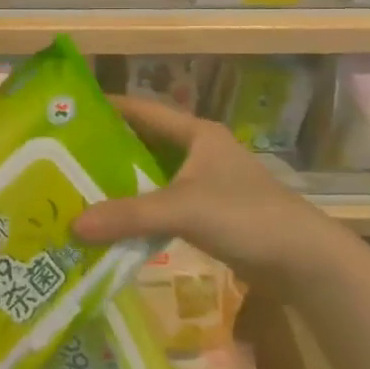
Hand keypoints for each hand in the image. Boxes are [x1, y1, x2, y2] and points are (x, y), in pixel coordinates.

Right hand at [72, 95, 345, 279]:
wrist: (304, 260)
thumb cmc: (245, 215)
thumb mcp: (182, 209)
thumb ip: (128, 215)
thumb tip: (72, 224)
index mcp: (197, 133)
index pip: (143, 110)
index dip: (108, 108)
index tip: (70, 111)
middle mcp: (200, 151)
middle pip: (145, 143)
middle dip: (108, 149)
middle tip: (64, 156)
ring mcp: (206, 182)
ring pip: (154, 174)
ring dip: (123, 182)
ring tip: (79, 187)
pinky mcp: (210, 212)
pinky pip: (164, 202)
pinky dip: (140, 208)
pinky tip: (114, 220)